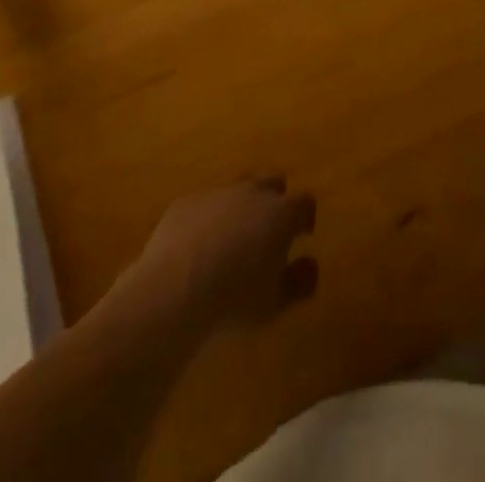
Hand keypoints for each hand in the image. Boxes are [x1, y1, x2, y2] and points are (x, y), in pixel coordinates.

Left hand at [129, 176, 317, 333]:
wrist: (174, 290)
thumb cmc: (234, 299)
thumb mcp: (276, 303)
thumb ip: (300, 281)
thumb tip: (310, 264)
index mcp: (280, 214)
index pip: (304, 202)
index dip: (305, 217)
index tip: (302, 234)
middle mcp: (251, 193)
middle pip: (272, 181)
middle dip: (275, 199)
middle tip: (269, 229)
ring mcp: (217, 193)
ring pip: (236, 189)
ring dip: (240, 207)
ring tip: (232, 238)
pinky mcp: (186, 202)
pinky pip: (204, 204)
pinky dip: (207, 219)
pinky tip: (197, 246)